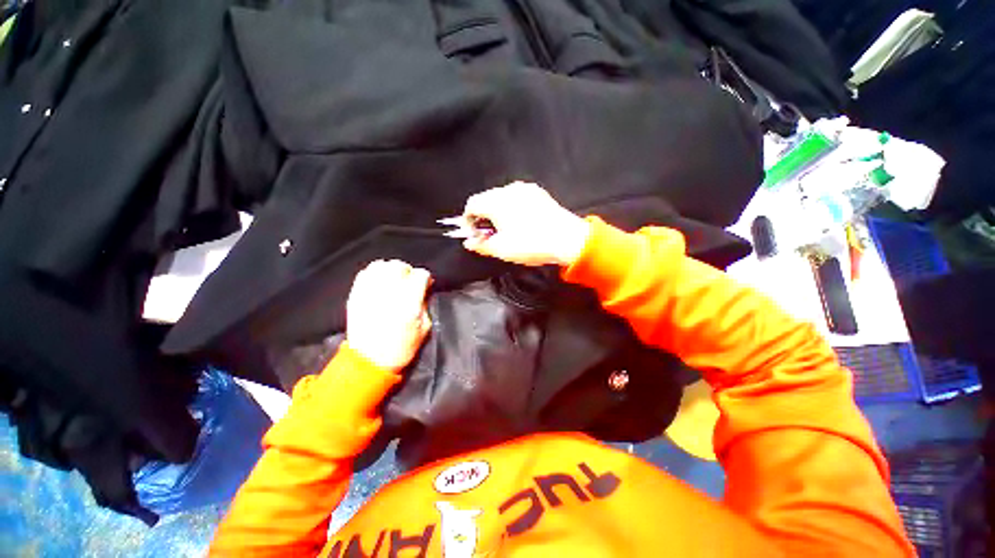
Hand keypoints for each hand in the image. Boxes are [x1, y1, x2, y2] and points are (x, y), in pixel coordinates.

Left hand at [346, 260, 432, 371]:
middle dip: (408, 271)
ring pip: (381, 266)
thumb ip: (425, 305)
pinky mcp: (355, 296)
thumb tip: (423, 291)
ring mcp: (369, 293)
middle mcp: (389, 293)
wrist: (369, 362)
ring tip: (394, 278)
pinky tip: (379, 281)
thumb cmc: (401, 348)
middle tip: (410, 281)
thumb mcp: (424, 328)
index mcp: (409, 302)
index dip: (426, 278)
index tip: (426, 284)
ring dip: (391, 269)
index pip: (420, 275)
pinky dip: (374, 273)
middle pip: (399, 266)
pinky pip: (364, 273)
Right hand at [461, 181, 590, 266]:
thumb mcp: (502, 250)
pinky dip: (512, 207)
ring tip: (506, 229)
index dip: (468, 220)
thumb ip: (481, 245)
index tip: (474, 234)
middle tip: (489, 234)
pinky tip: (521, 222)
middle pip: (486, 199)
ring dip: (498, 211)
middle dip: (483, 216)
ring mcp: (526, 189)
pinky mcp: (538, 193)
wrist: (568, 239)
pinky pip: (517, 197)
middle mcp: (509, 190)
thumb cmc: (531, 244)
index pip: (472, 204)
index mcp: (497, 201)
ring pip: (502, 197)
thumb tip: (469, 242)